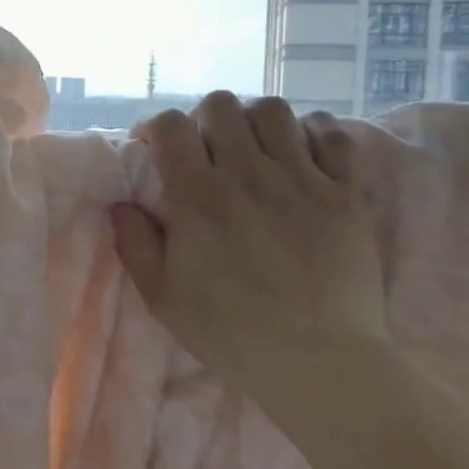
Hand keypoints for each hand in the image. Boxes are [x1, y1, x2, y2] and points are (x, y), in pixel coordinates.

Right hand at [112, 93, 387, 365]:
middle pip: (221, 105)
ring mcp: (303, 180)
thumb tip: (120, 205)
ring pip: (275, 110)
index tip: (156, 151)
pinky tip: (303, 161)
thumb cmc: (230, 332)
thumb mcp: (161, 297)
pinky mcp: (347, 194)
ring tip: (255, 151)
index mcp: (198, 196)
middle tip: (206, 151)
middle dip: (204, 119)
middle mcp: (248, 174)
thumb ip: (134, 244)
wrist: (319, 363)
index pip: (171, 125)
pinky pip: (332, 136)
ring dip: (255, 123)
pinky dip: (313, 137)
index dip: (157, 128)